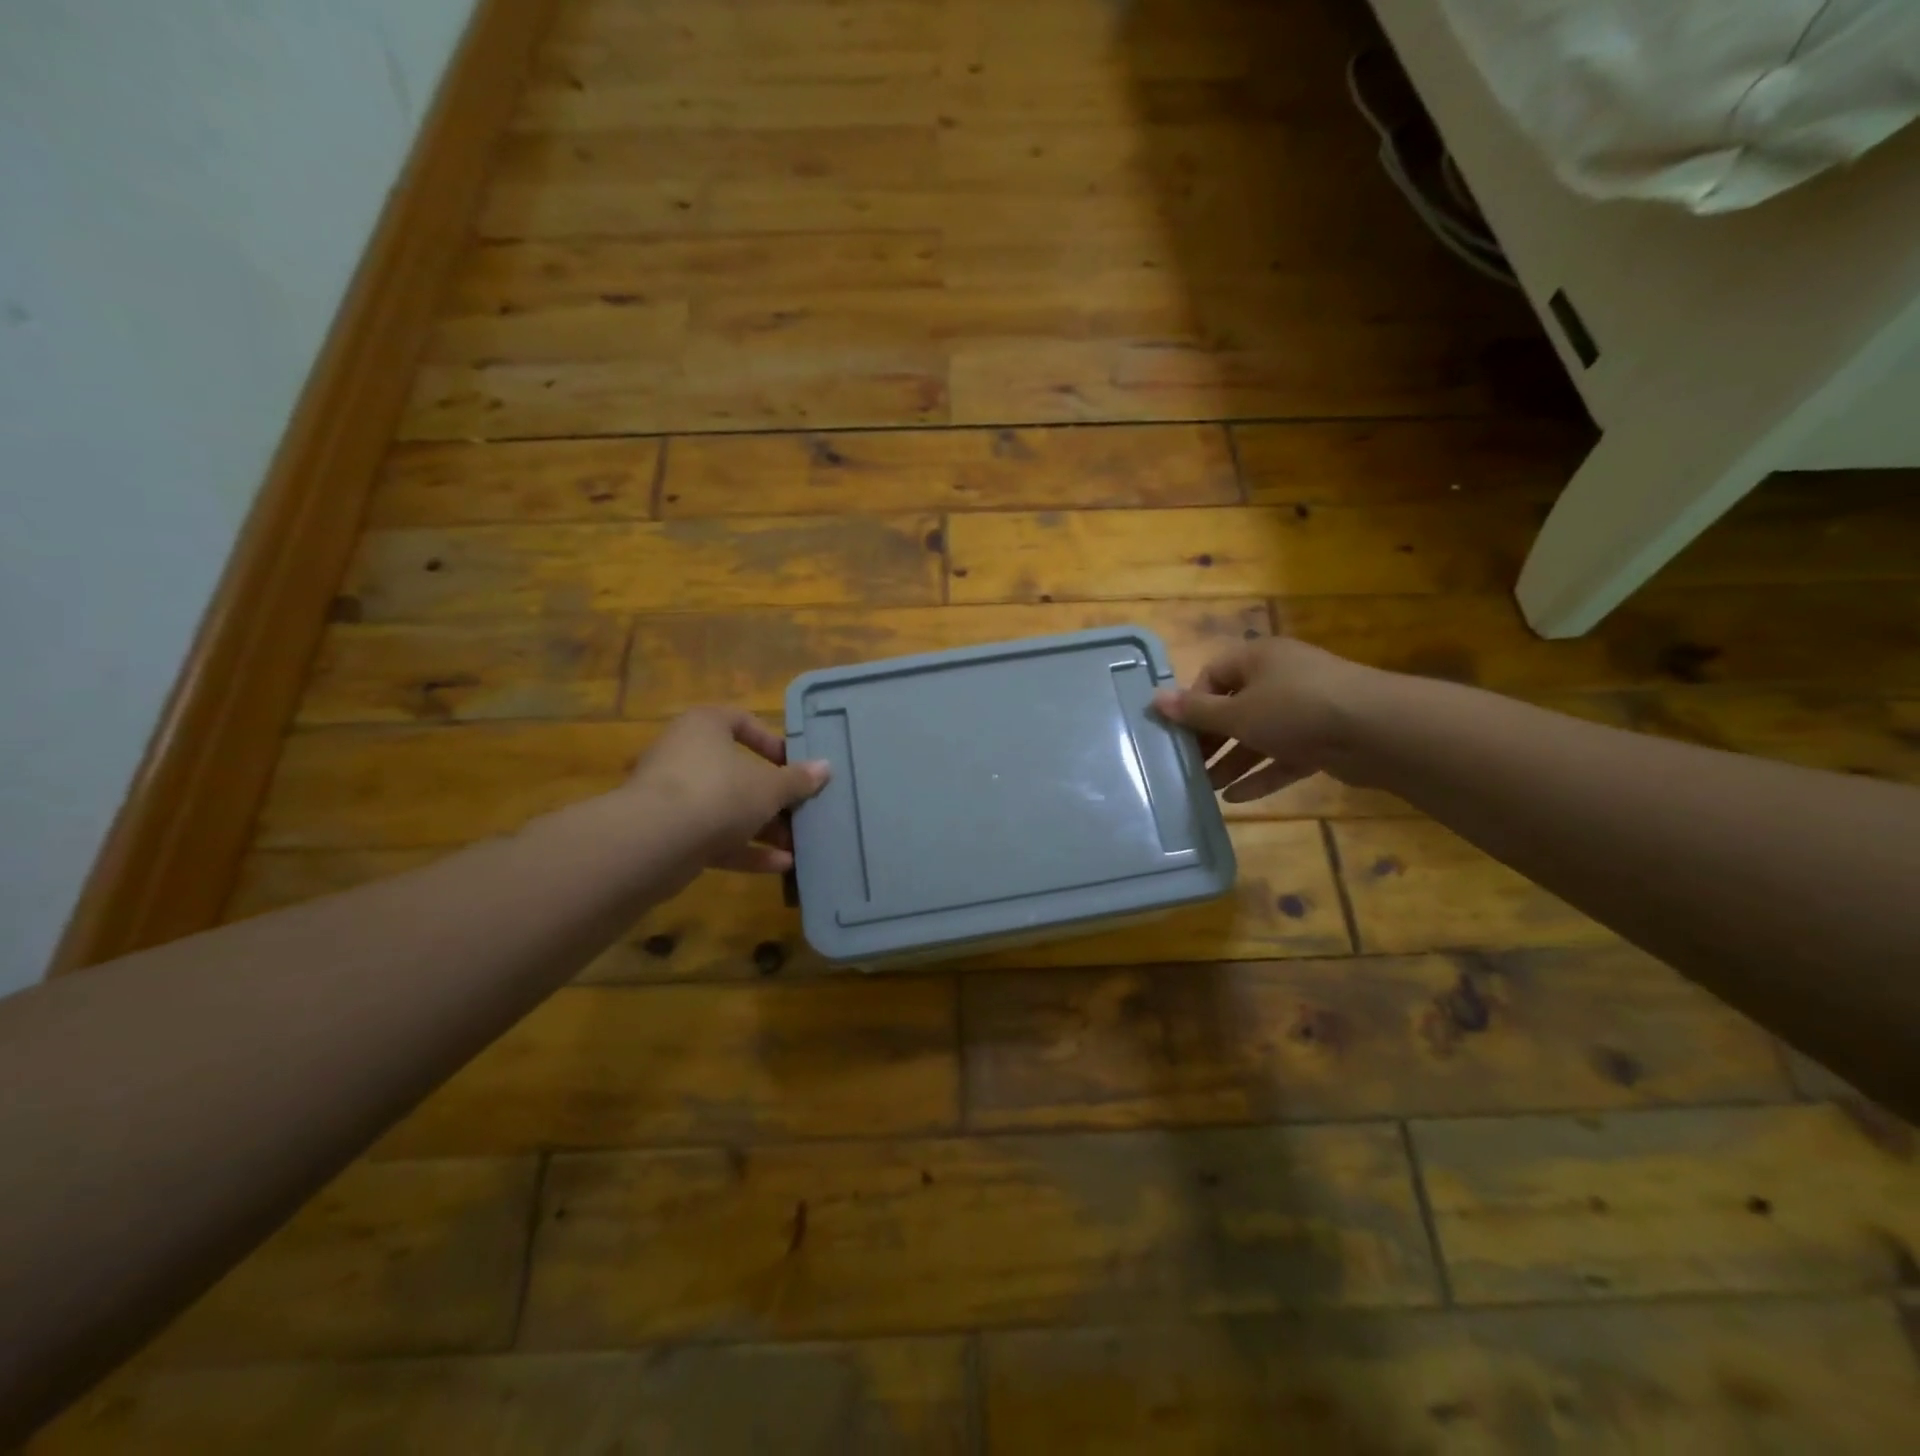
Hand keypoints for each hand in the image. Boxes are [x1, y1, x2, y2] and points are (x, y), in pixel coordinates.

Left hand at [623, 707, 829, 874]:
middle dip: (772, 796)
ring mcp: (673, 797)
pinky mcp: (669, 835)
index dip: (770, 741)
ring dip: (762, 827)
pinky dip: (745, 849)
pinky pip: (714, 837)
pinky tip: (780, 865)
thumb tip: (825, 767)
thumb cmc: (718, 793)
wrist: (654, 842)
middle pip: (736, 771)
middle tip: (800, 810)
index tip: (794, 764)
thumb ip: (797, 780)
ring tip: (797, 843)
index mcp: (704, 727)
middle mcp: (684, 756)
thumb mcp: (769, 787)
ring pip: (726, 808)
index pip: (740, 721)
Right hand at [1152, 637, 1382, 801]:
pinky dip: (1262, 774)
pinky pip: (1284, 756)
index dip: (1193, 702)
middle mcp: (1281, 678)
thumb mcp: (1236, 713)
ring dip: (1233, 761)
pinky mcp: (1324, 738)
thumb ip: (1196, 711)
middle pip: (1235, 707)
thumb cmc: (1294, 709)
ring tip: (1206, 788)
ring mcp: (1305, 709)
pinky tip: (1237, 799)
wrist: (1377, 730)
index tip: (1177, 732)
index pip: (1214, 675)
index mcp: (1258, 659)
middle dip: (1211, 739)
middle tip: (1188, 765)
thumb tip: (1153, 699)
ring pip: (1259, 735)